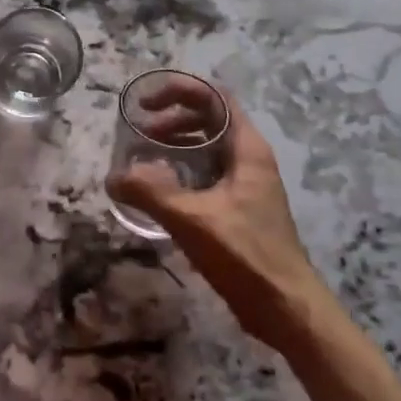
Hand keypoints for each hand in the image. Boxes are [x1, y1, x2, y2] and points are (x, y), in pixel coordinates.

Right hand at [107, 85, 325, 345]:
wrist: (287, 309)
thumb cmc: (246, 256)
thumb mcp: (192, 219)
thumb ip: (149, 193)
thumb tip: (113, 177)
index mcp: (247, 149)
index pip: (215, 98)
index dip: (179, 91)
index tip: (146, 104)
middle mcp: (249, 159)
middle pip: (209, 119)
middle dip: (172, 118)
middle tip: (139, 132)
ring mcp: (246, 185)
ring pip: (207, 148)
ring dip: (175, 145)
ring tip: (144, 159)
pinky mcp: (240, 208)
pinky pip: (206, 174)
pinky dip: (181, 171)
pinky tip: (159, 192)